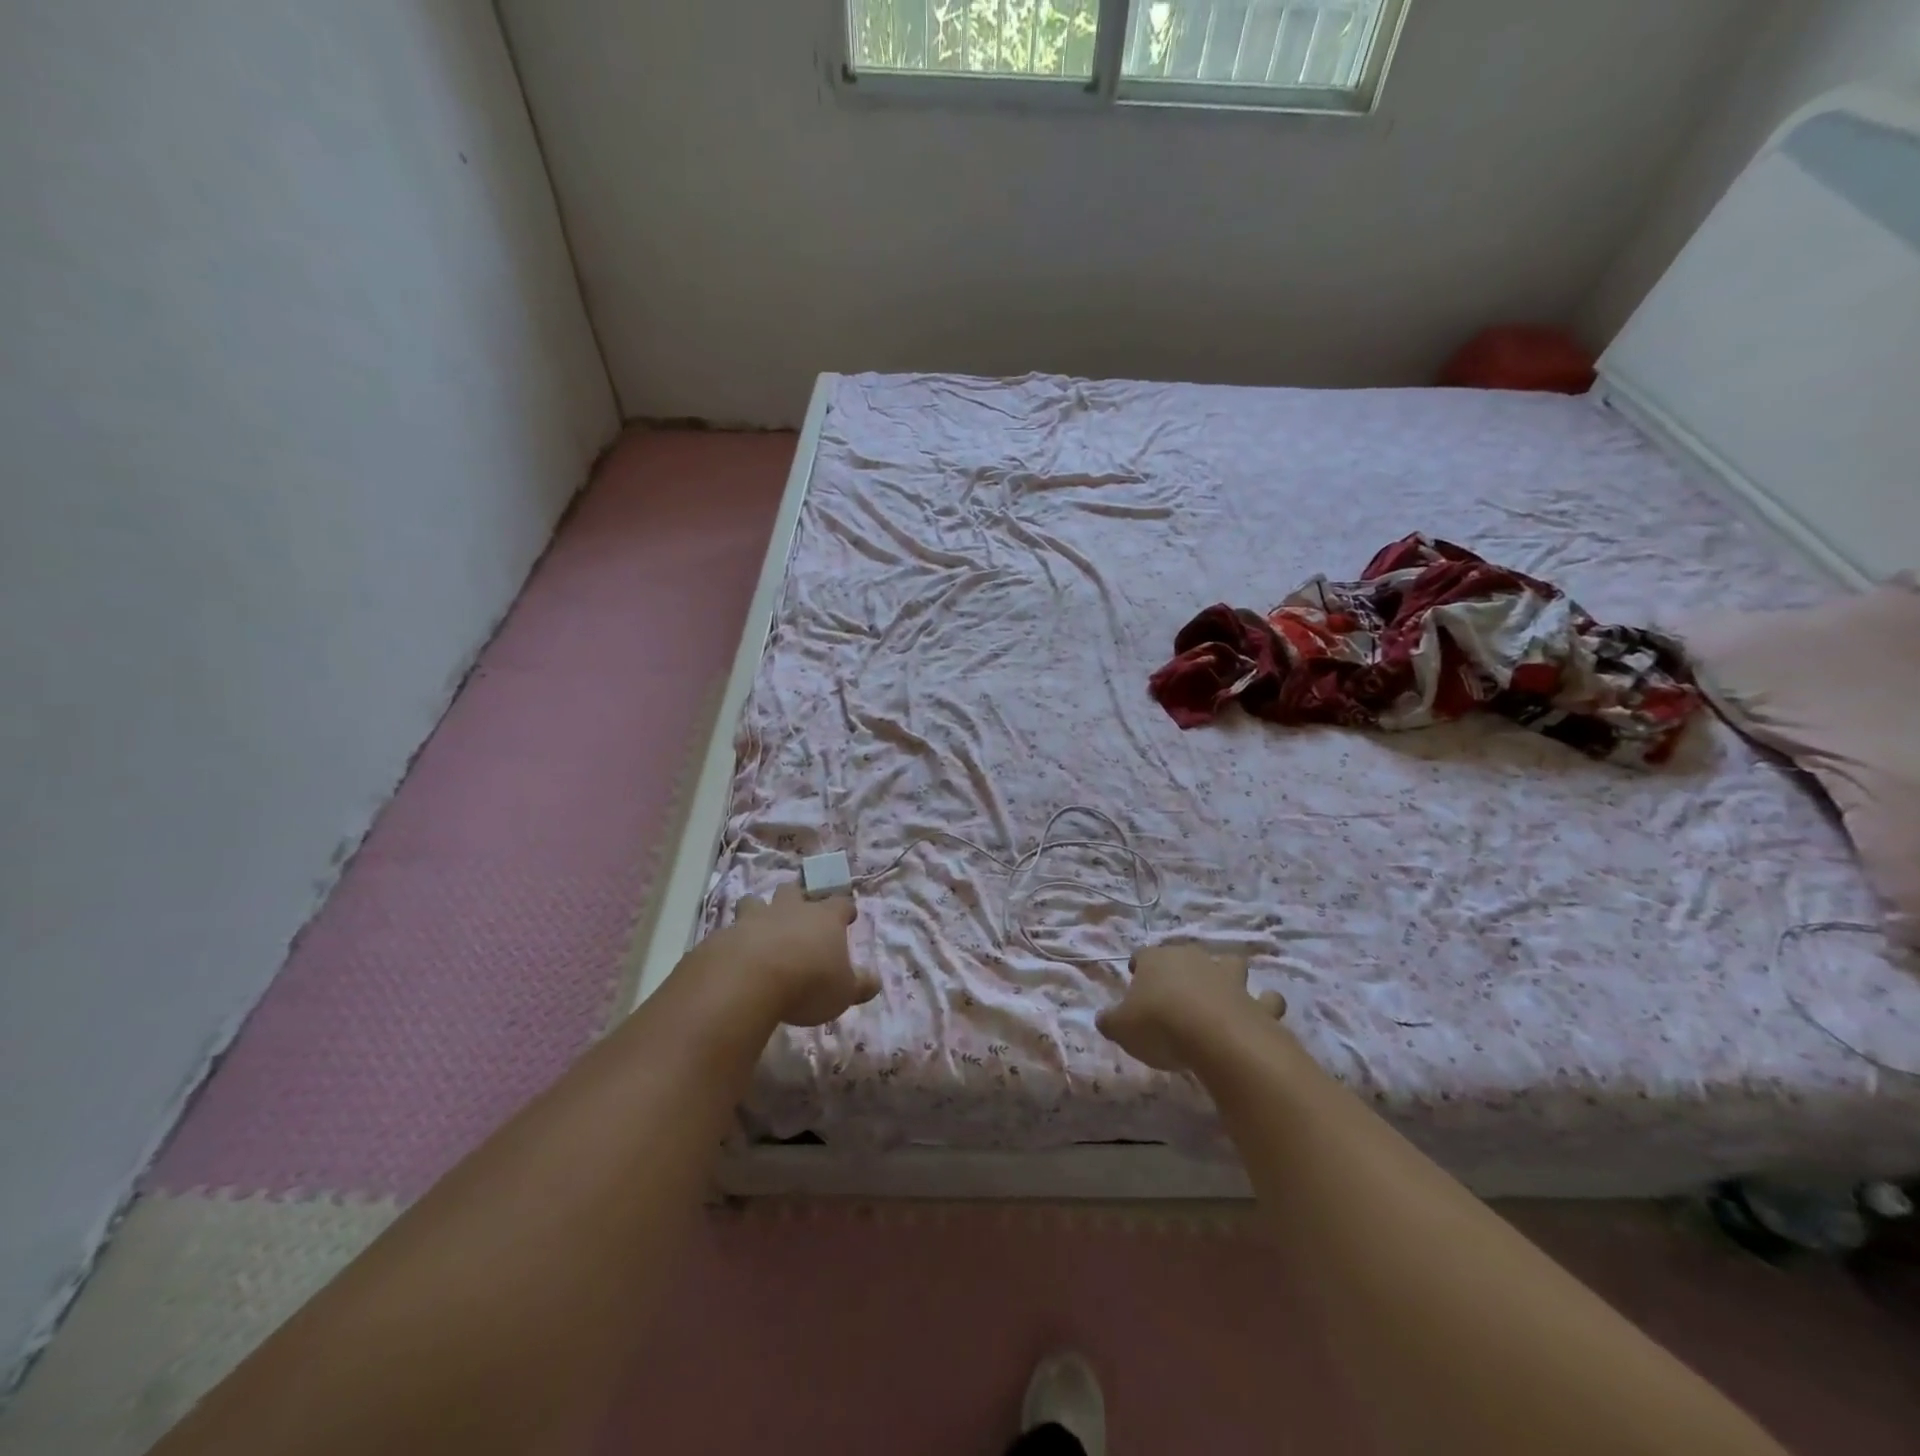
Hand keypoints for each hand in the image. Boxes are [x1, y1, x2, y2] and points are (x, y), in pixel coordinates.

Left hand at [716, 882, 878, 1027]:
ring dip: (759, 909)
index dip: (845, 909)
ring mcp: (755, 918)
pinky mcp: (725, 934)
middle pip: (795, 891)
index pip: (841, 903)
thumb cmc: (808, 983)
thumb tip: (875, 981)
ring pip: (756, 901)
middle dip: (798, 897)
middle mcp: (791, 910)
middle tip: (799, 911)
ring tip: (760, 925)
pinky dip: (734, 939)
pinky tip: (733, 955)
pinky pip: (730, 930)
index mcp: (824, 918)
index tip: (847, 916)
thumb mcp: (843, 992)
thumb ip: (860, 985)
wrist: (748, 980)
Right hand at [1096, 943, 1285, 1071]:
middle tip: (1175, 990)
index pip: (1143, 955)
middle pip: (1186, 955)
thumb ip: (1110, 1021)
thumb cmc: (1159, 1025)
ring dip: (1228, 975)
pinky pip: (1265, 1000)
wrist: (1216, 1037)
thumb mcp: (1121, 1028)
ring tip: (1223, 993)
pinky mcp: (1256, 1002)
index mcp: (1157, 960)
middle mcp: (1193, 960)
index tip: (1135, 977)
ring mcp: (1228, 978)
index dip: (1139, 966)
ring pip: (1231, 964)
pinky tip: (1259, 1015)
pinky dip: (1264, 1005)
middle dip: (1182, 967)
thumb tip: (1104, 1018)